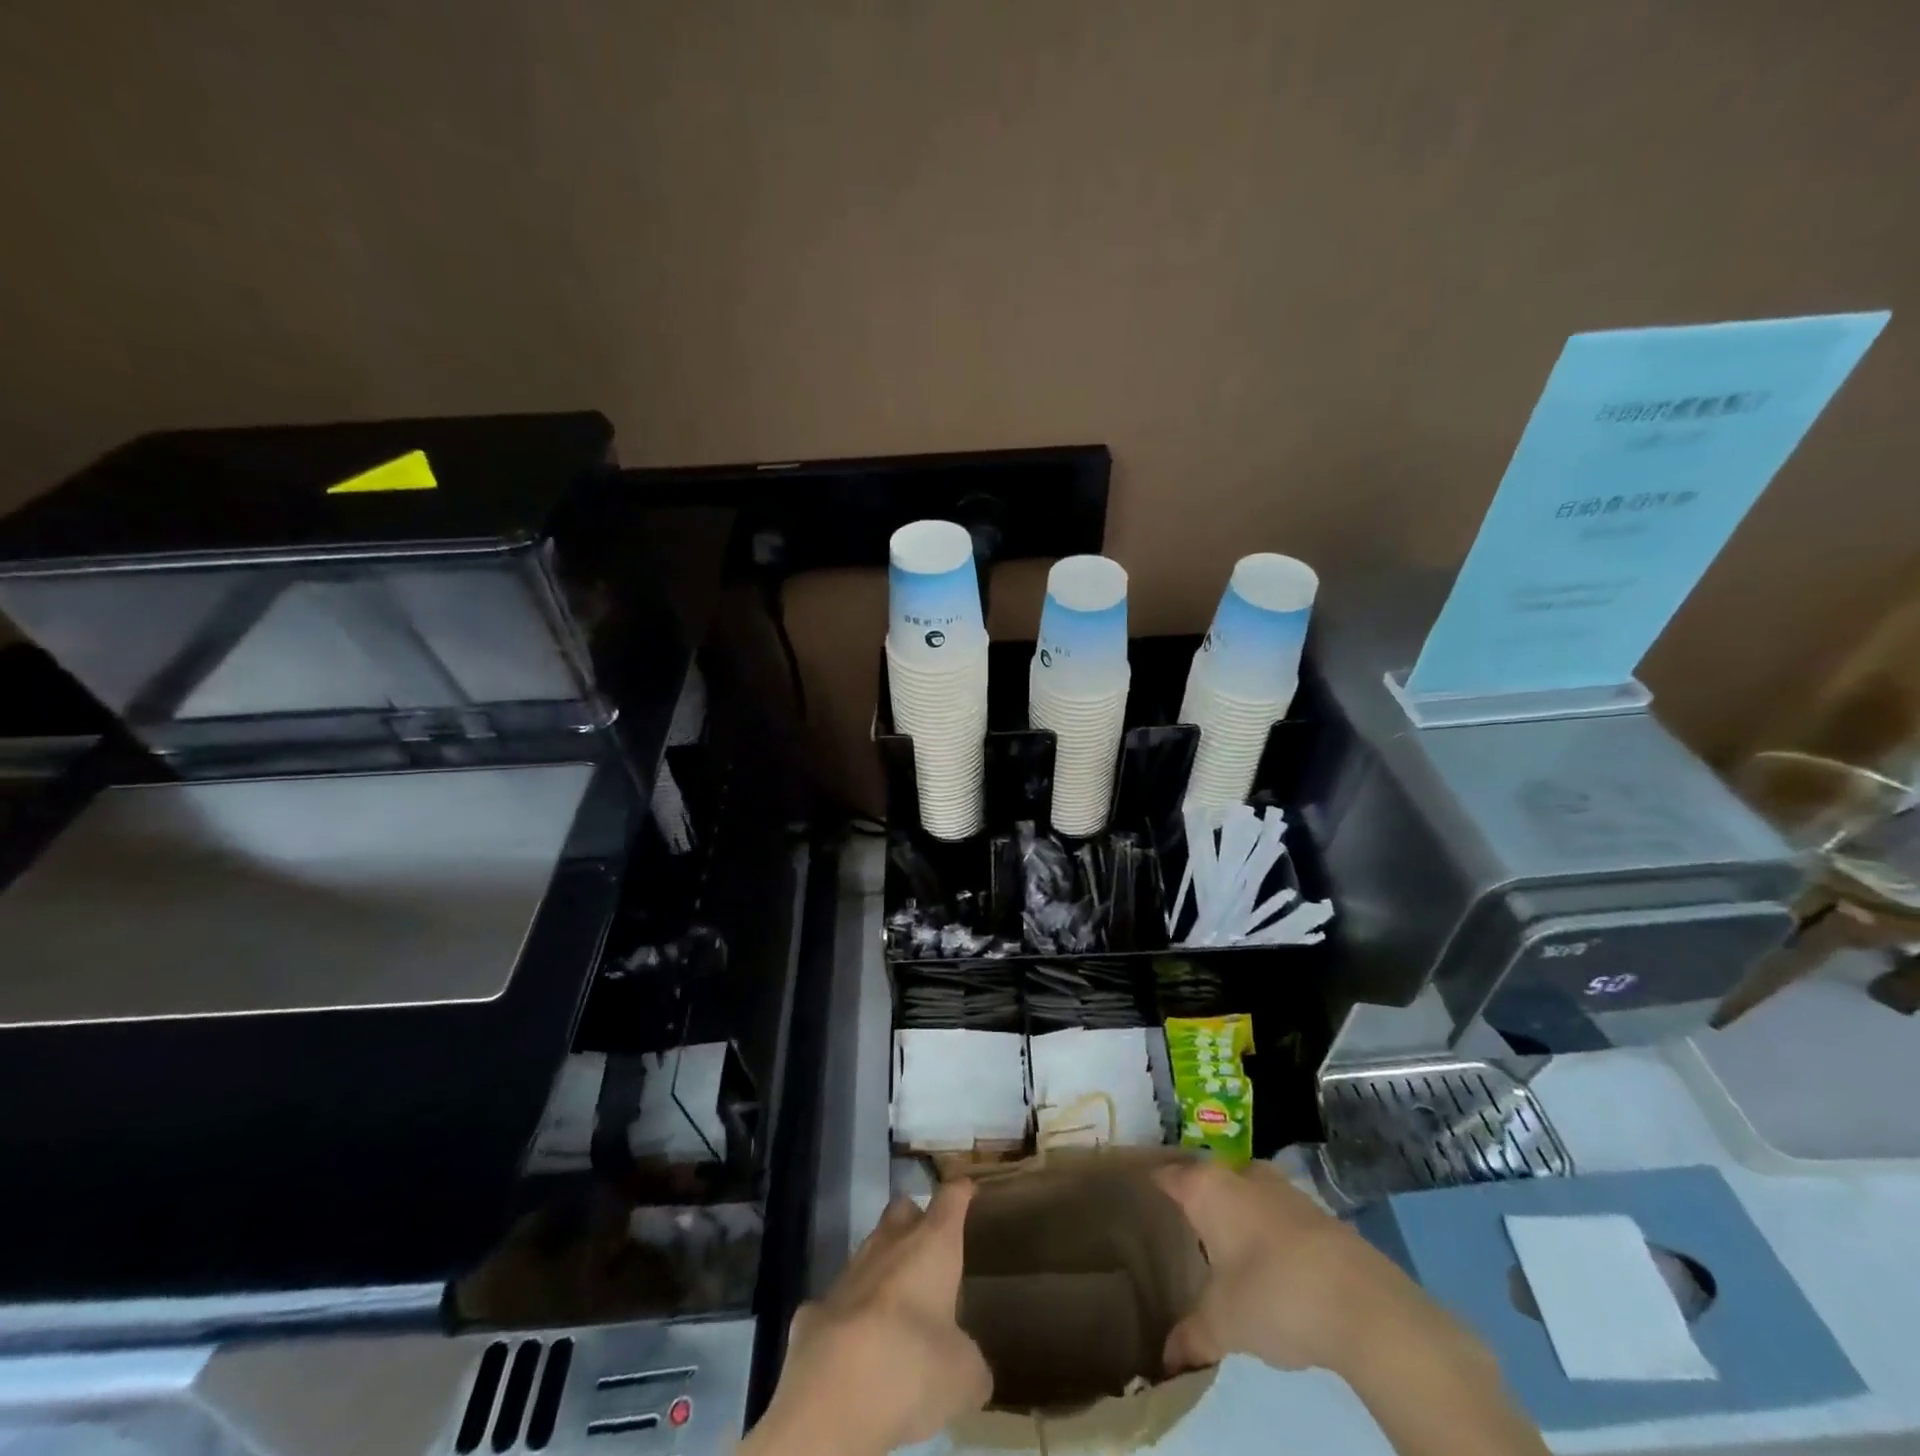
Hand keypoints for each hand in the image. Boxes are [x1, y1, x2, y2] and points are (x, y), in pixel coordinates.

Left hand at [746, 1183, 990, 1455]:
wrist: (833, 1393)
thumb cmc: (914, 1364)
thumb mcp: (964, 1375)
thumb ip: (970, 1361)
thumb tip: (969, 1368)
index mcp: (932, 1245)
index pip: (950, 1200)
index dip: (960, 1193)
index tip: (966, 1188)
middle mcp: (889, 1245)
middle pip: (902, 1209)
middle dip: (914, 1218)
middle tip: (929, 1243)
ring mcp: (848, 1273)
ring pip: (869, 1250)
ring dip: (883, 1266)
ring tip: (897, 1299)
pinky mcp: (816, 1309)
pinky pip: (839, 1300)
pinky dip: (851, 1313)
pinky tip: (856, 1342)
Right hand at [1153, 1160, 1462, 1378]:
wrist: (1362, 1303)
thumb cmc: (1272, 1295)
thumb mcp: (1222, 1324)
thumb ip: (1191, 1336)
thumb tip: (1166, 1359)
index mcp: (1206, 1187)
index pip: (1166, 1176)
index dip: (1150, 1184)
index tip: (1136, 1197)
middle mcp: (1239, 1174)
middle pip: (1206, 1179)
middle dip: (1194, 1199)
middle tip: (1178, 1228)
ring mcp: (1281, 1188)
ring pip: (1243, 1191)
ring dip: (1234, 1213)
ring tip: (1221, 1246)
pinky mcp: (1314, 1211)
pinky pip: (1274, 1211)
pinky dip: (1265, 1228)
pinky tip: (1266, 1261)